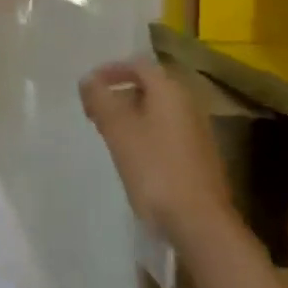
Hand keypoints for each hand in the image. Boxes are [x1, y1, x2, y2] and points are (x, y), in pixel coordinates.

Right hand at [80, 57, 237, 243]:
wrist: (200, 222)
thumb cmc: (155, 168)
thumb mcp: (118, 129)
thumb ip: (100, 99)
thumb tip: (88, 80)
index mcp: (170, 91)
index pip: (138, 64)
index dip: (110, 70)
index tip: (88, 86)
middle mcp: (188, 104)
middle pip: (149, 86)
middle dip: (119, 93)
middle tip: (94, 110)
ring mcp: (197, 131)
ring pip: (157, 110)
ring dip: (130, 115)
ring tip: (108, 133)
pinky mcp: (199, 156)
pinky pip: (166, 130)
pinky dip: (145, 132)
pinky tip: (132, 155)